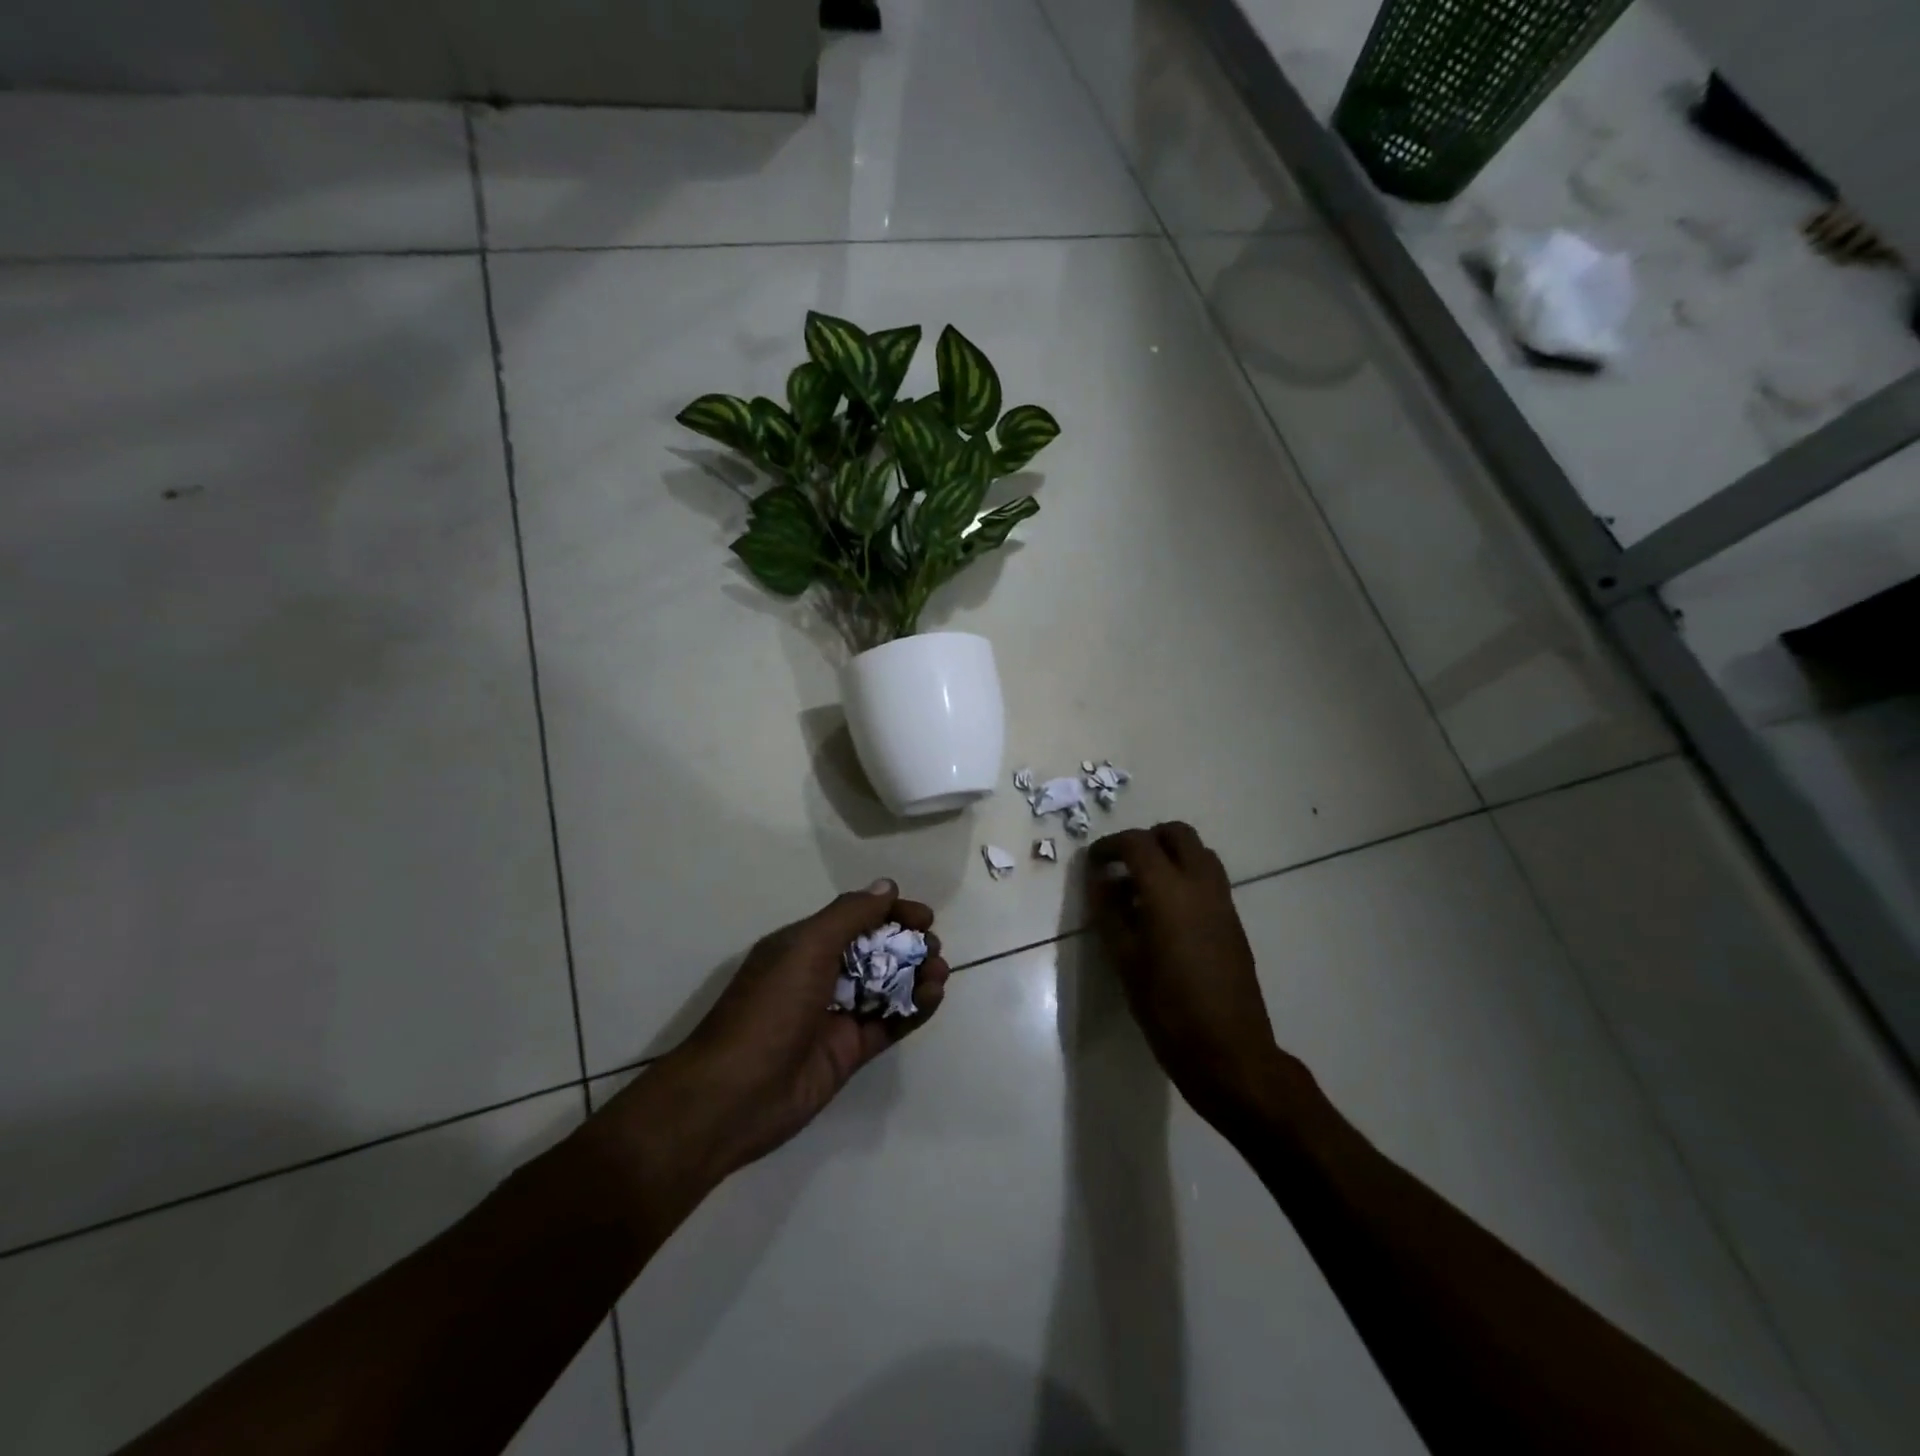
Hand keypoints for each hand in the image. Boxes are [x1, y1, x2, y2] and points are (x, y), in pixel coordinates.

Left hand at [625, 880, 950, 1182]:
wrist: (734, 1096)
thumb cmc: (769, 1009)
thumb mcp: (806, 948)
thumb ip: (849, 915)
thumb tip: (887, 887)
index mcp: (804, 945)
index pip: (855, 918)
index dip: (891, 913)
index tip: (924, 917)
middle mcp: (821, 975)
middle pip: (875, 951)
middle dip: (908, 944)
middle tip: (933, 947)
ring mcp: (836, 1015)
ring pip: (887, 986)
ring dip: (916, 974)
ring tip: (939, 971)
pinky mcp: (850, 1051)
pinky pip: (890, 1023)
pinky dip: (914, 1008)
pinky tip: (933, 995)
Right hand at [1087, 824, 1284, 1128]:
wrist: (1229, 1051)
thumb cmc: (1167, 1008)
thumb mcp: (1124, 960)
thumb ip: (1109, 912)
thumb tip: (1100, 880)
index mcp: (1169, 891)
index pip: (1137, 843)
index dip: (1110, 846)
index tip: (1093, 862)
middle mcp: (1201, 885)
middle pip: (1177, 834)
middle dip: (1146, 840)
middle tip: (1122, 866)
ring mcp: (1223, 901)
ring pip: (1198, 852)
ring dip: (1169, 855)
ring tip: (1142, 888)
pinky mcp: (1234, 920)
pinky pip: (1209, 878)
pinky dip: (1185, 876)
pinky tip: (1166, 914)